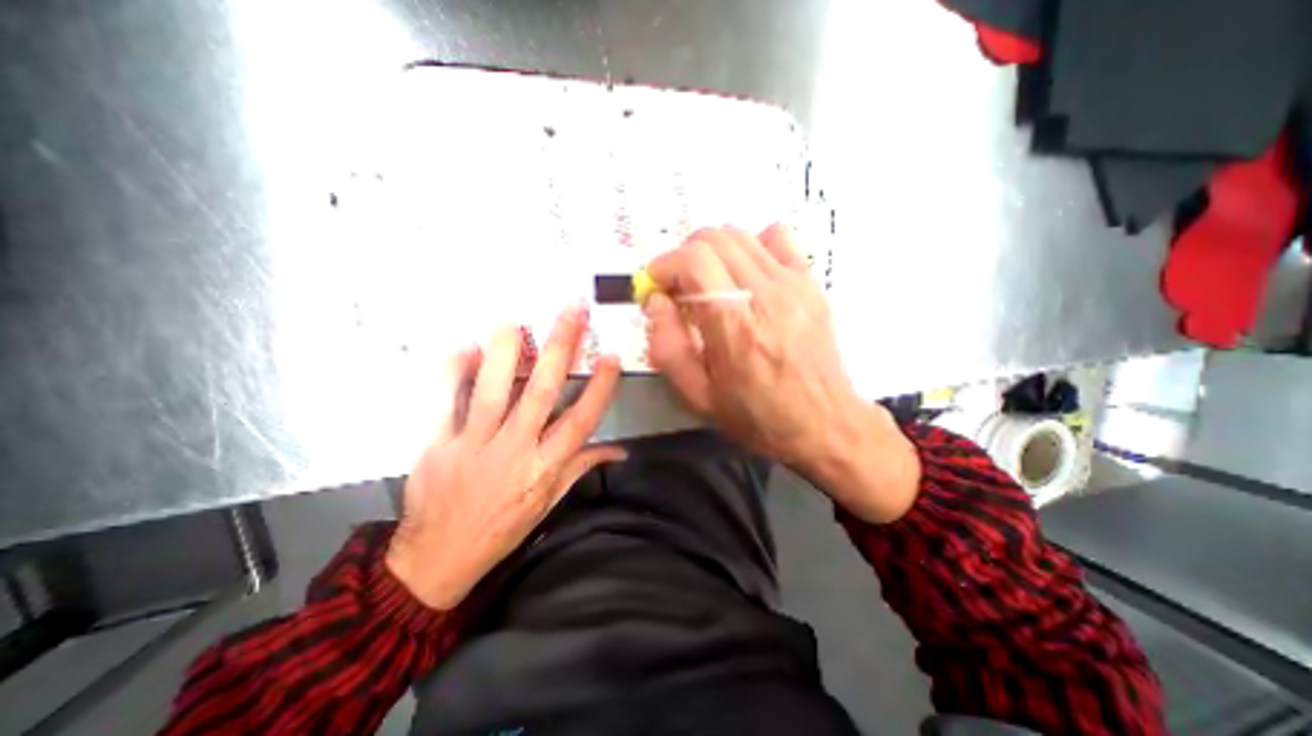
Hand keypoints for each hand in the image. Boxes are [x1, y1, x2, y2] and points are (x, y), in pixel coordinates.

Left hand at [386, 304, 621, 608]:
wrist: (437, 560)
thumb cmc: (502, 529)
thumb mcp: (550, 503)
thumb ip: (581, 467)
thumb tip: (619, 450)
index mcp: (543, 468)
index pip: (581, 422)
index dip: (599, 388)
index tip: (611, 357)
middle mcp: (514, 451)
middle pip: (541, 394)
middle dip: (560, 349)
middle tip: (572, 312)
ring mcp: (472, 446)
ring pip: (491, 391)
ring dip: (504, 353)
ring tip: (515, 322)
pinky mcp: (435, 445)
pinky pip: (443, 403)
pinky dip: (453, 373)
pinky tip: (465, 349)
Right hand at [645, 223, 921, 524]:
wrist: (823, 422)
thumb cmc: (756, 415)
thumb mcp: (697, 395)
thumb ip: (667, 346)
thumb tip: (656, 301)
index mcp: (734, 326)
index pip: (694, 261)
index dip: (665, 265)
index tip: (656, 286)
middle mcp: (765, 294)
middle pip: (714, 238)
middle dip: (683, 256)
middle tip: (679, 288)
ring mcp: (793, 283)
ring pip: (740, 234)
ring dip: (712, 252)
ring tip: (709, 283)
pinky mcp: (810, 282)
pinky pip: (776, 237)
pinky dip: (751, 245)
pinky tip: (746, 274)